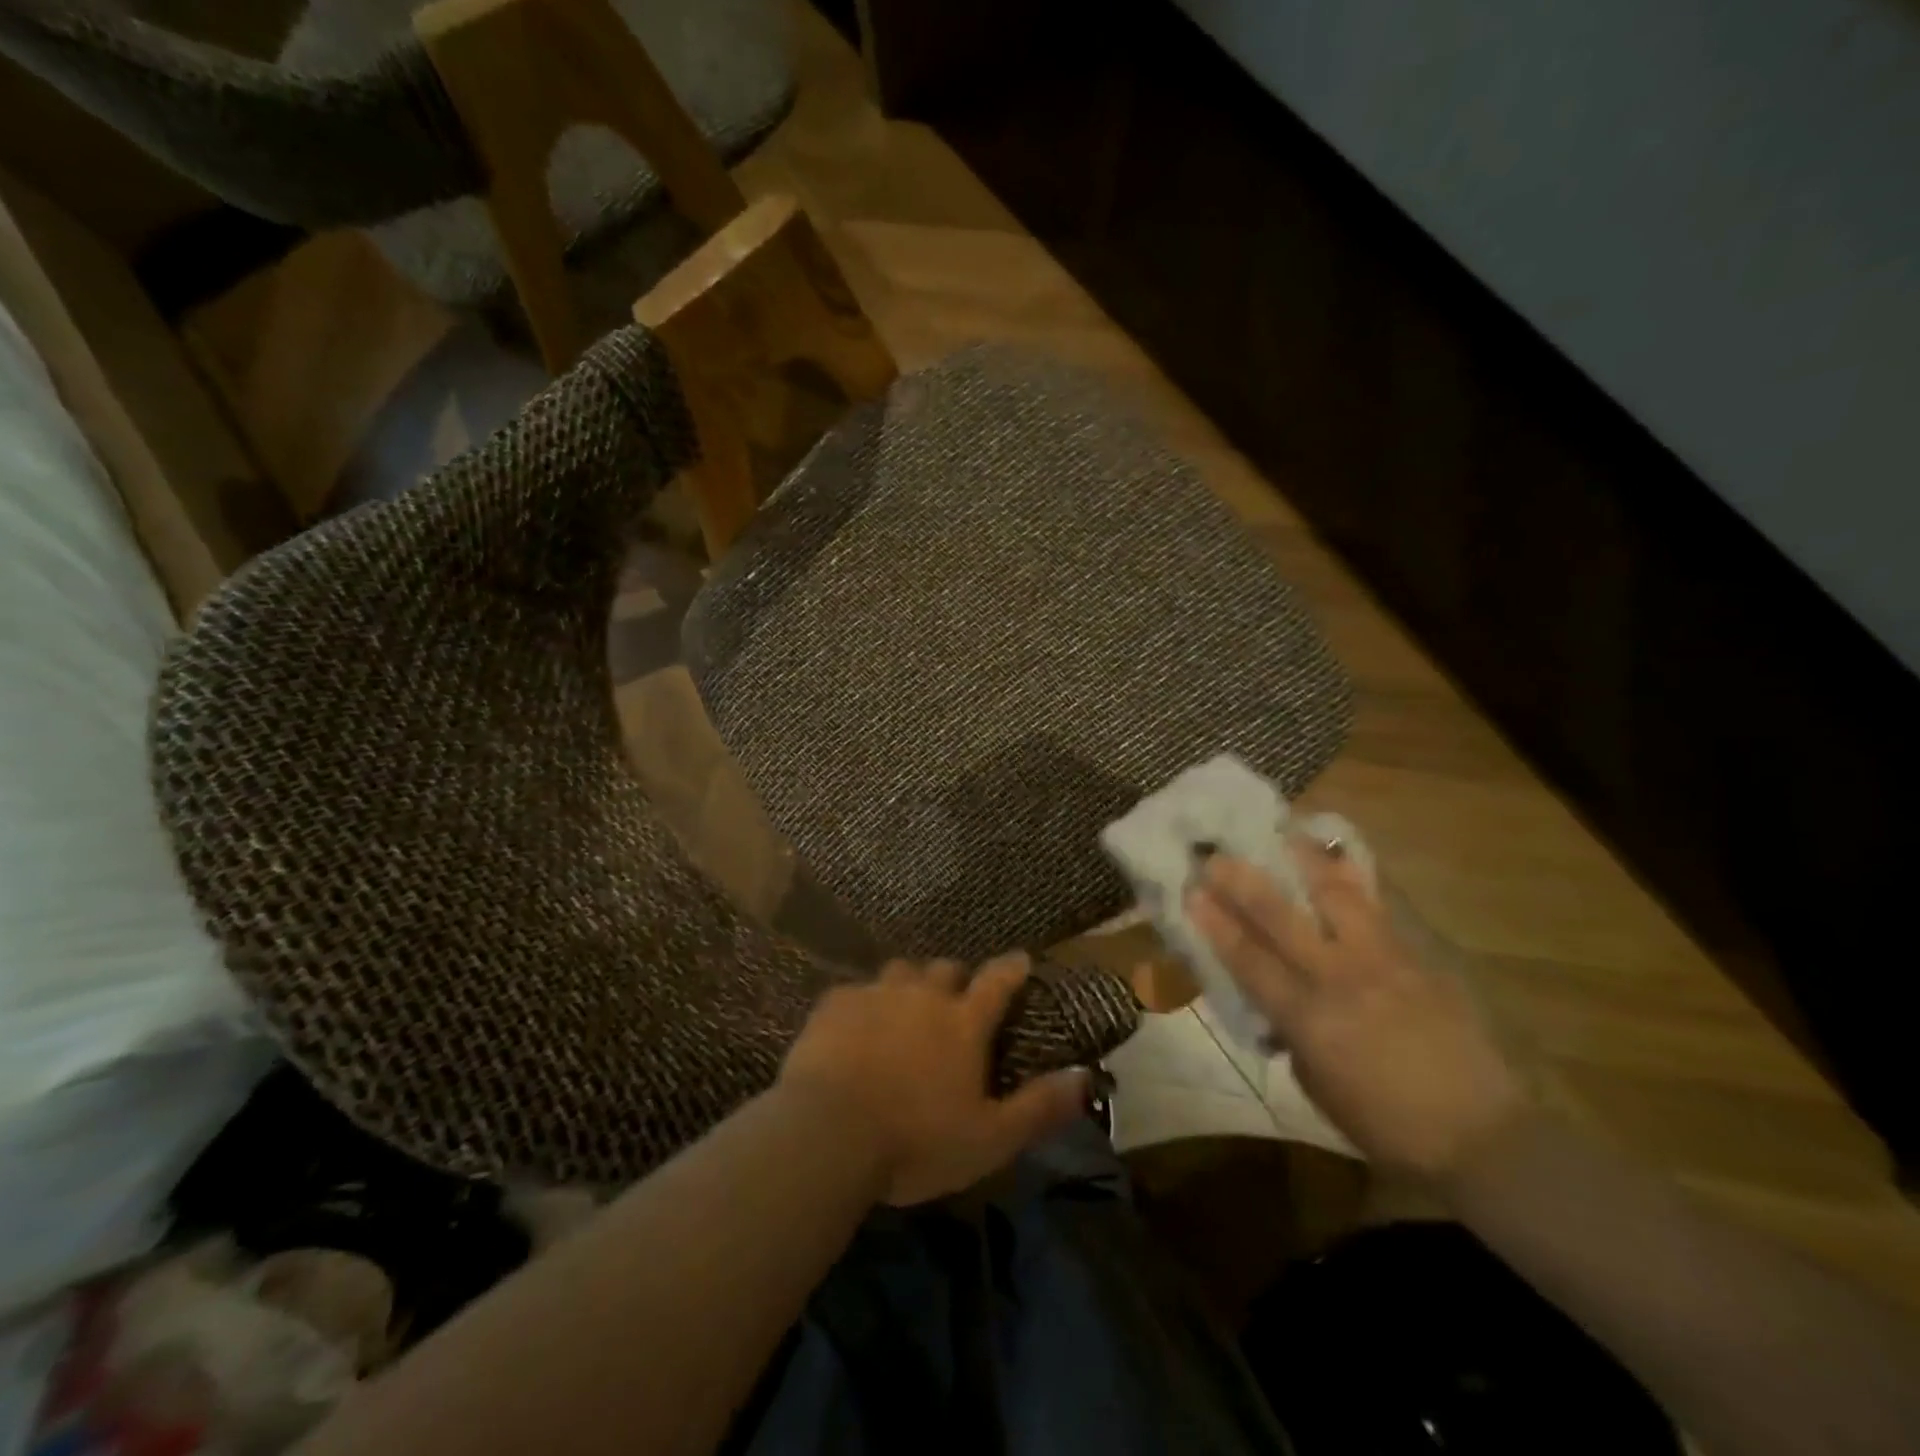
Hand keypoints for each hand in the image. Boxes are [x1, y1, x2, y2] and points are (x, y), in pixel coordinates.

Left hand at [778, 953, 1091, 1205]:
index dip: (1012, 968)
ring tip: (906, 1005)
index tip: (1021, 958)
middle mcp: (923, 995)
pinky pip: (856, 990)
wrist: (828, 1132)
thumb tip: (1086, 1077)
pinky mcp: (836, 1003)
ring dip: (910, 983)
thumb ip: (1039, 1106)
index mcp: (963, 1023)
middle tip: (955, 997)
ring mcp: (877, 994)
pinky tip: (856, 1023)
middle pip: (946, 969)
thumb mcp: (990, 1139)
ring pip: (901, 971)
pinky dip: (864, 1002)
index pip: (997, 981)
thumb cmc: (916, 1140)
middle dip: (956, 978)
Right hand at [1186, 843, 1525, 1180]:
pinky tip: (1340, 858)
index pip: (1250, 960)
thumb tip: (1274, 1001)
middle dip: (1243, 882)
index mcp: (1310, 1019)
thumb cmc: (1386, 1123)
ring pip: (1337, 897)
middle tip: (1216, 855)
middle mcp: (1341, 979)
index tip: (1192, 891)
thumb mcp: (1317, 1085)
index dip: (1217, 924)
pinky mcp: (1417, 958)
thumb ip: (1290, 1033)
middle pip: (1282, 918)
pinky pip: (1378, 909)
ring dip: (1303, 863)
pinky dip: (1353, 880)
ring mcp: (1383, 962)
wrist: (1482, 1135)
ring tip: (1282, 834)